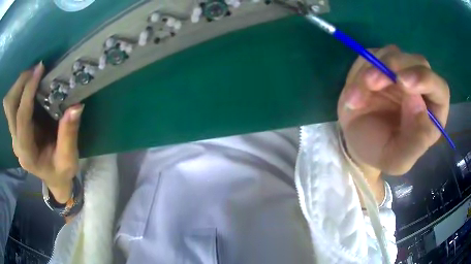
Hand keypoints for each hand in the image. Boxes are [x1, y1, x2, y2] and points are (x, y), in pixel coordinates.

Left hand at [3, 62, 83, 202]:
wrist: (53, 178)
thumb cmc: (61, 171)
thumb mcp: (68, 159)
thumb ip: (69, 135)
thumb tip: (76, 106)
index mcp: (26, 153)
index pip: (21, 118)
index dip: (28, 92)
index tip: (40, 70)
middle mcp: (16, 142)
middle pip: (9, 107)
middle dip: (20, 84)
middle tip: (36, 70)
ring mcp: (14, 135)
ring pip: (9, 103)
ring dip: (19, 85)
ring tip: (34, 75)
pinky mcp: (16, 127)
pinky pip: (13, 103)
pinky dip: (20, 90)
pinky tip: (31, 85)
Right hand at [338, 45, 449, 175]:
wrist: (357, 142)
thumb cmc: (381, 152)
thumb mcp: (397, 160)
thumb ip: (414, 142)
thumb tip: (418, 103)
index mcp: (433, 113)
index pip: (440, 88)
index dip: (425, 80)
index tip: (403, 83)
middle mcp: (421, 88)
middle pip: (417, 62)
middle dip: (394, 68)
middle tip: (371, 83)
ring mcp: (400, 72)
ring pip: (393, 54)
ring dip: (373, 70)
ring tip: (356, 98)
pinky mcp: (380, 63)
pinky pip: (372, 56)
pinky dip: (360, 72)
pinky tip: (353, 96)